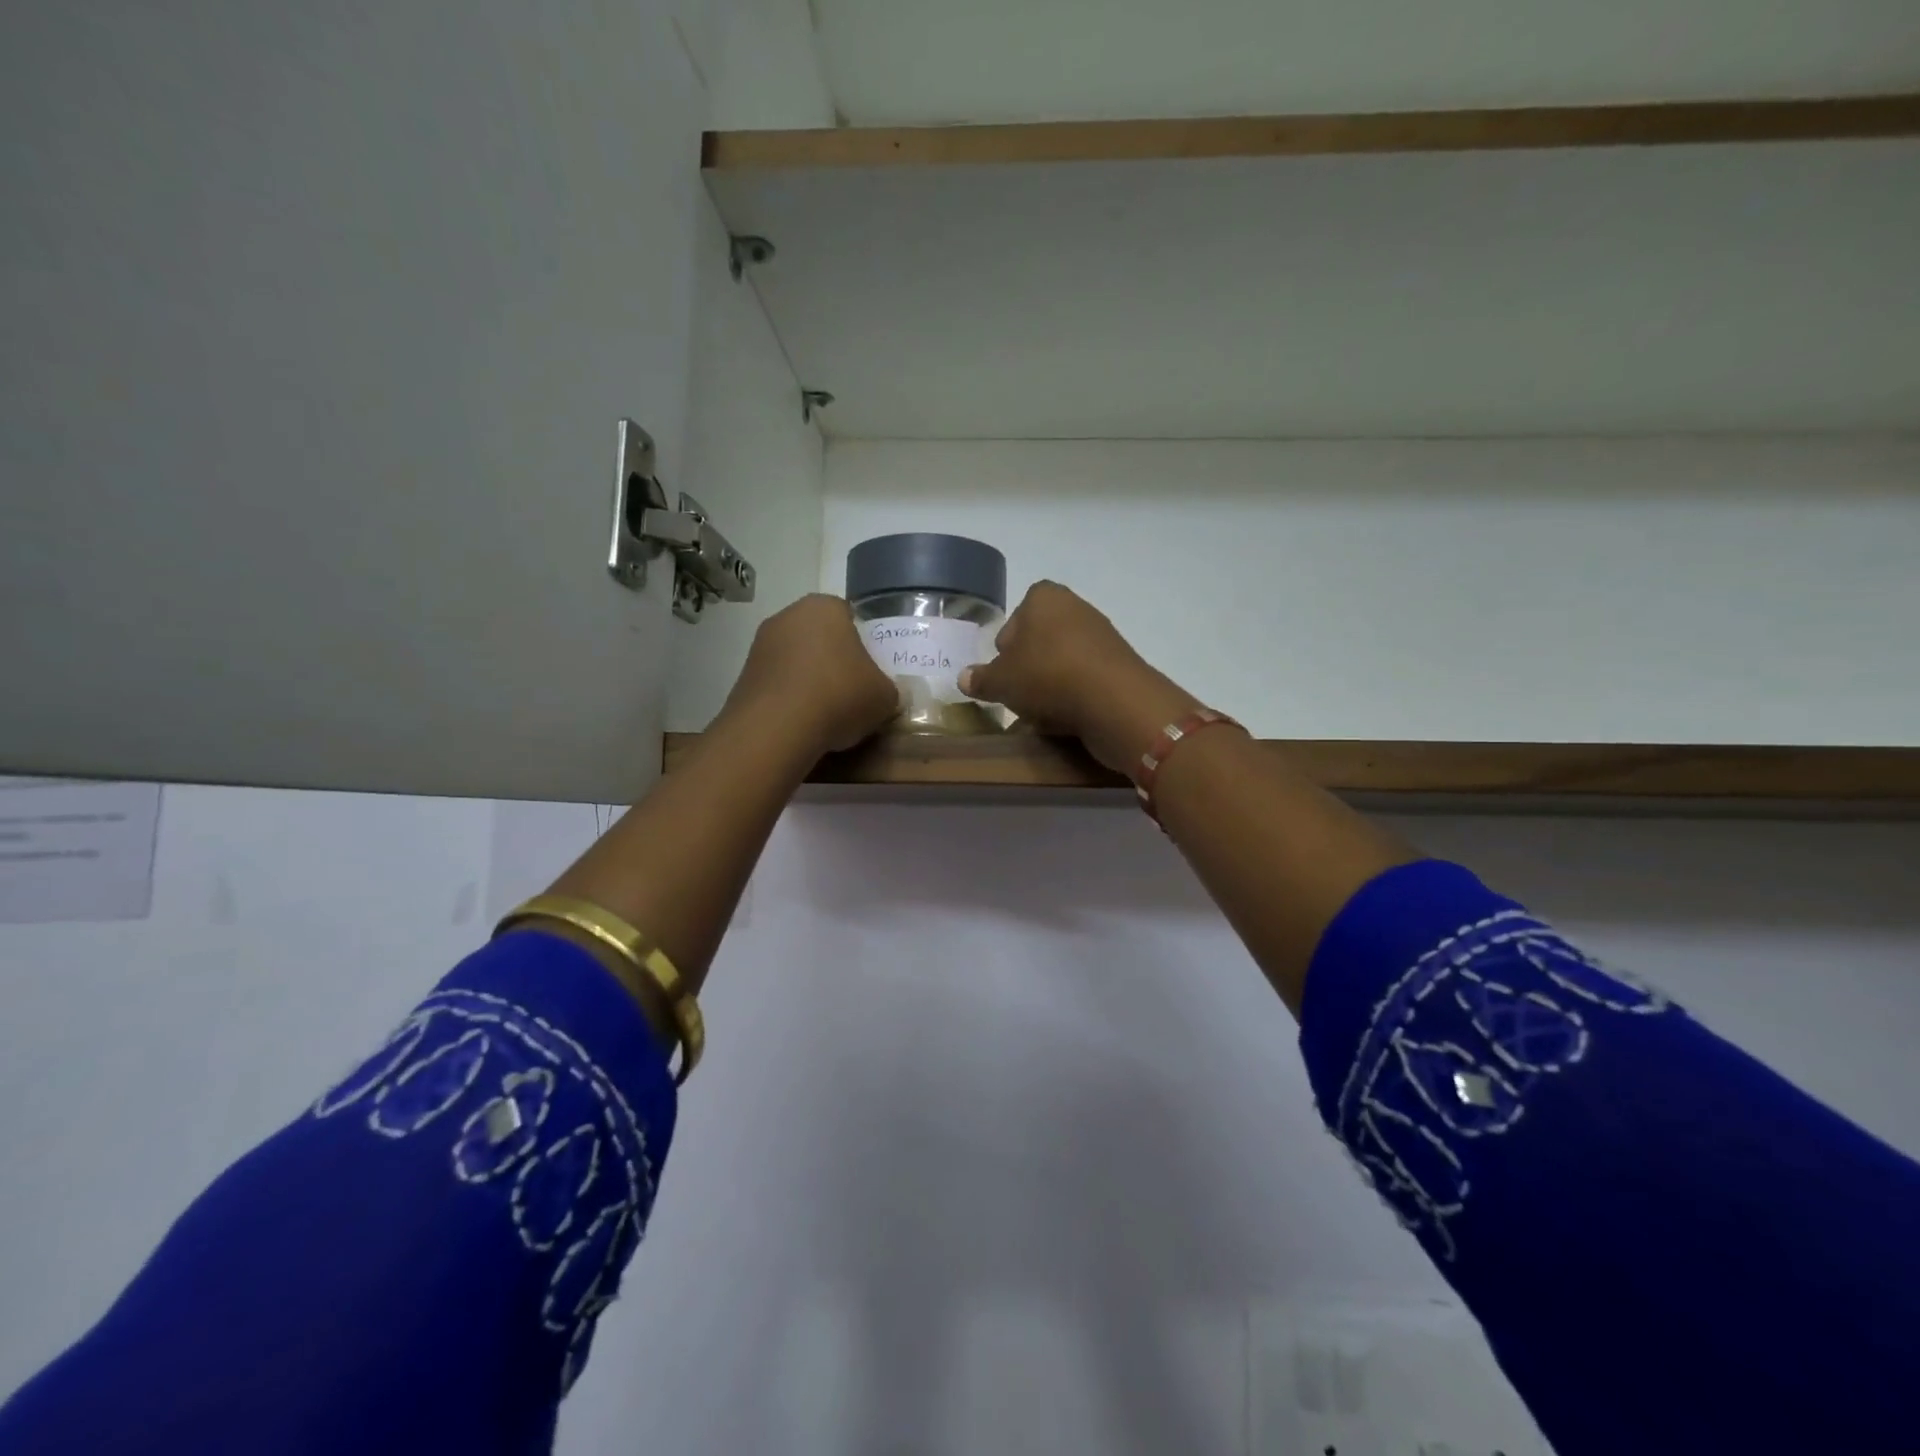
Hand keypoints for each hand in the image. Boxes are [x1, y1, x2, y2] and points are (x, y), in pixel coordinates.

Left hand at [718, 594, 897, 757]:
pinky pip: (777, 684)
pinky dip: (789, 700)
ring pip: (796, 661)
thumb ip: (887, 689)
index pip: (850, 618)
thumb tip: (882, 694)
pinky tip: (801, 724)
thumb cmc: (840, 695)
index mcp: (825, 607)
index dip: (862, 646)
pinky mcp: (743, 676)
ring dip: (809, 682)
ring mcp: (760, 645)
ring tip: (825, 715)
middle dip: (833, 662)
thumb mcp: (884, 697)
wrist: (777, 728)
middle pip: (820, 638)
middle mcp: (788, 616)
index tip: (869, 673)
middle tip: (851, 693)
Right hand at [959, 581, 1200, 773]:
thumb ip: (980, 679)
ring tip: (1042, 712)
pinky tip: (1067, 717)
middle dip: (1029, 666)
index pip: (1016, 617)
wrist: (1114, 700)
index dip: (1005, 648)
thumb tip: (963, 678)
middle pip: (1040, 640)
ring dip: (1051, 683)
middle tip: (1019, 694)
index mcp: (1043, 597)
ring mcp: (1101, 634)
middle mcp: (1075, 606)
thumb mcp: (1001, 681)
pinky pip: (1085, 678)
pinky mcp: (1119, 663)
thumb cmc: (1047, 676)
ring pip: (1062, 661)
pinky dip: (1074, 694)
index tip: (1003, 674)